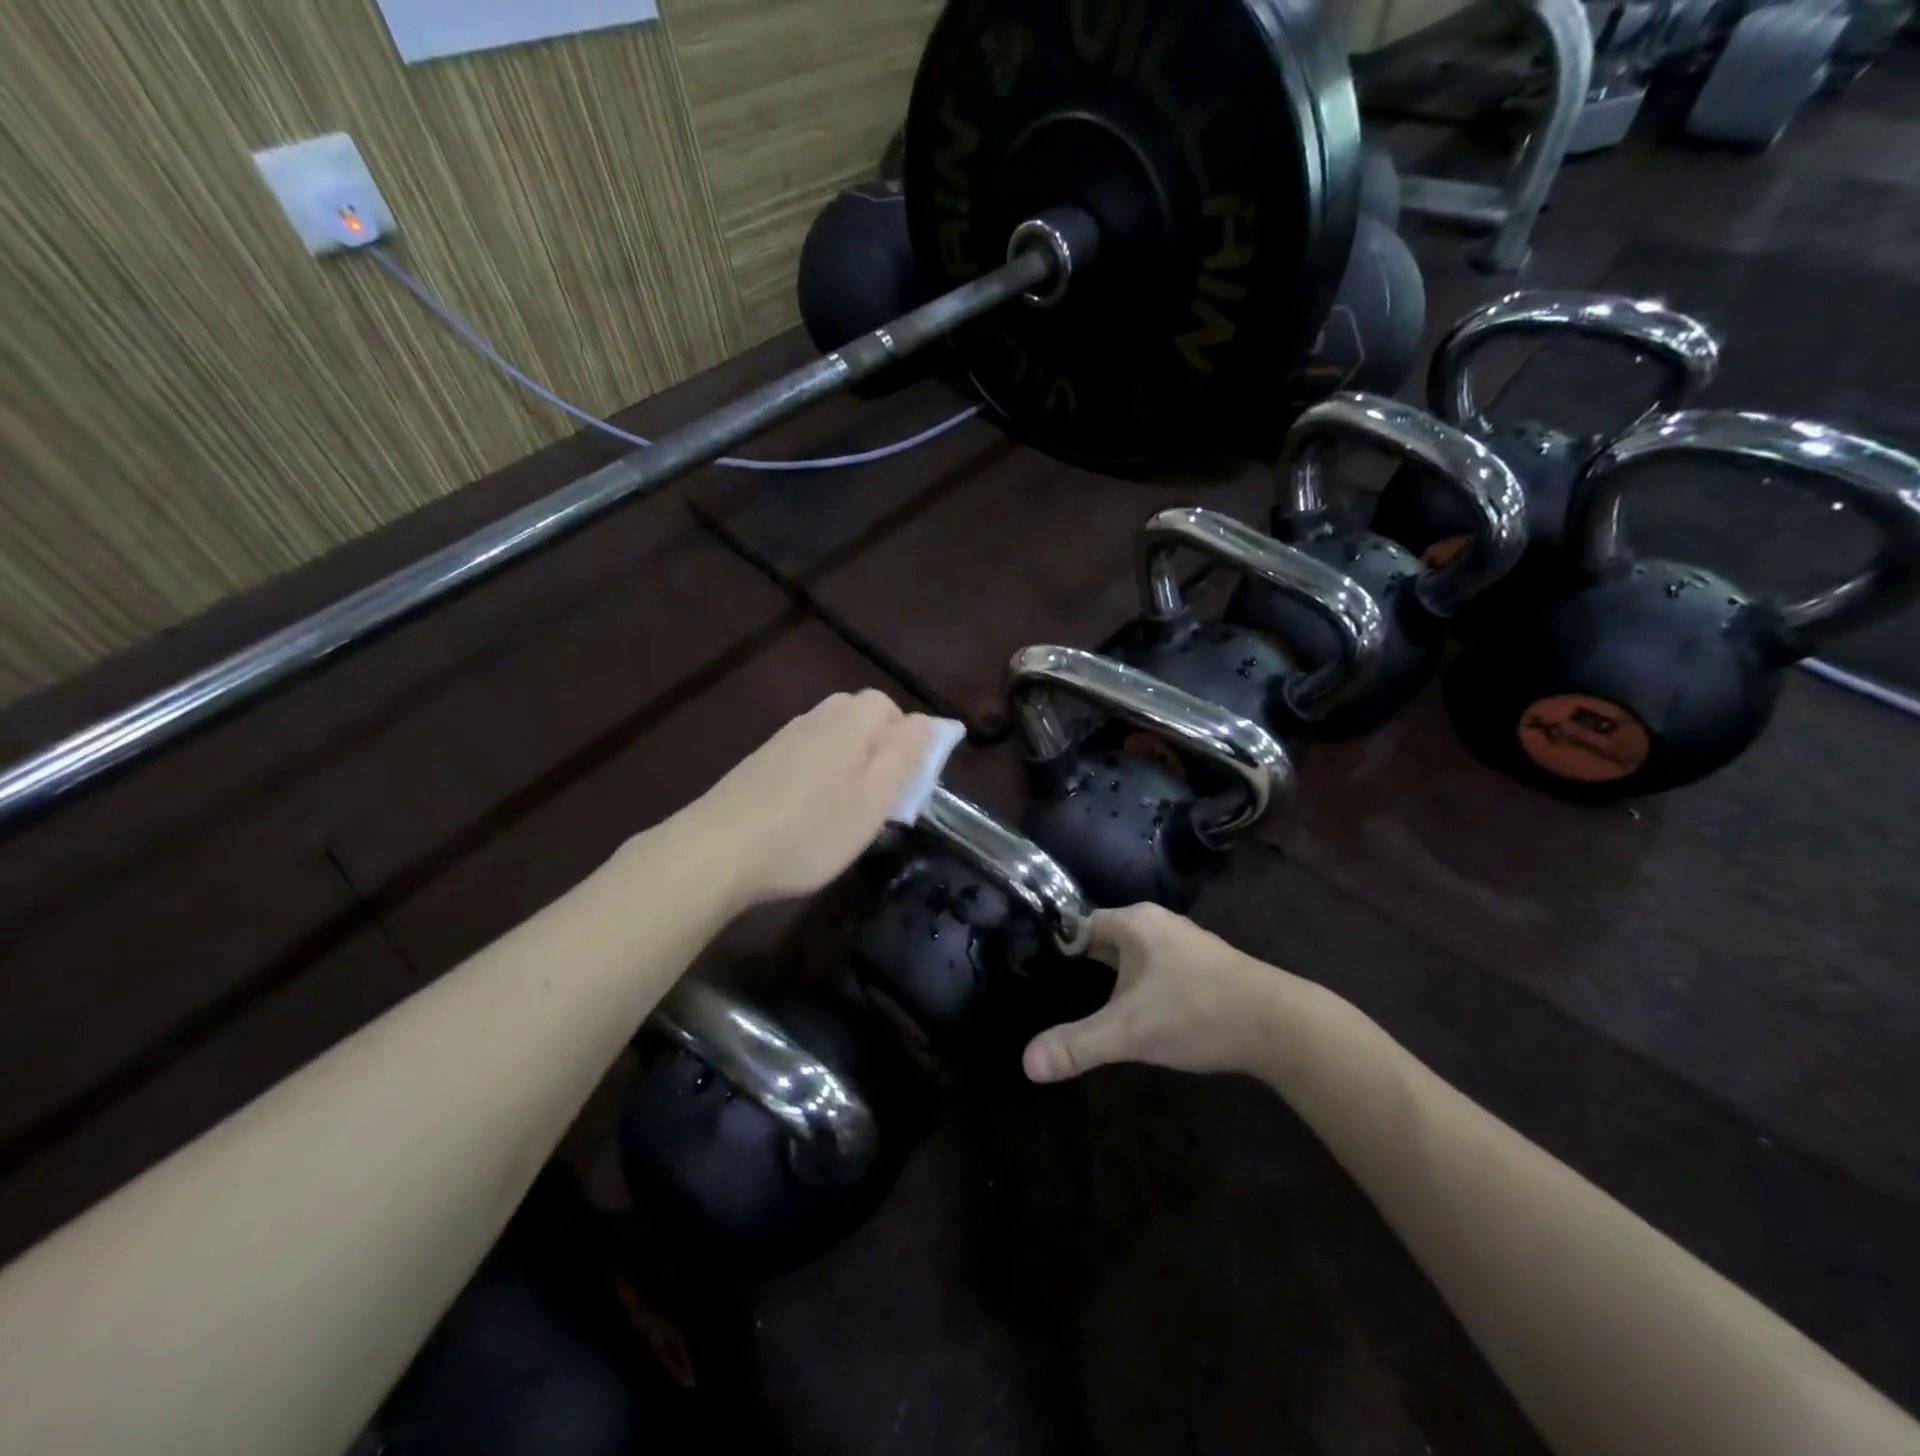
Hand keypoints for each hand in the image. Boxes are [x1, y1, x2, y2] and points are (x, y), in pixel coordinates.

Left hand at [673, 690, 940, 909]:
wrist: (717, 851)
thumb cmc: (810, 830)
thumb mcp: (873, 800)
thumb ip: (904, 756)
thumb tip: (927, 721)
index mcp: (849, 724)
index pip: (889, 707)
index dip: (907, 737)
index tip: (909, 780)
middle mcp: (815, 720)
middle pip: (858, 715)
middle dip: (878, 745)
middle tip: (881, 793)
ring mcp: (782, 740)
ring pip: (830, 734)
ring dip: (848, 759)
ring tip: (847, 806)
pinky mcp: (758, 763)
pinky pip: (804, 753)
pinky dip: (818, 772)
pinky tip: (808, 809)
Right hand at [1022, 904, 1304, 1081]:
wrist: (1282, 1026)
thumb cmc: (1197, 1012)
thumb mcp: (1129, 1032)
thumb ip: (1078, 1045)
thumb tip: (1026, 1063)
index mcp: (1135, 922)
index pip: (1081, 923)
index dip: (1057, 944)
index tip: (1034, 969)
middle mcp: (1159, 924)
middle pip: (1107, 938)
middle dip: (1084, 962)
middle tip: (1054, 990)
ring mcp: (1186, 944)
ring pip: (1135, 955)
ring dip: (1114, 976)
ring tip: (1087, 1004)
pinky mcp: (1207, 967)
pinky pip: (1158, 969)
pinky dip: (1141, 985)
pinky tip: (1138, 1012)